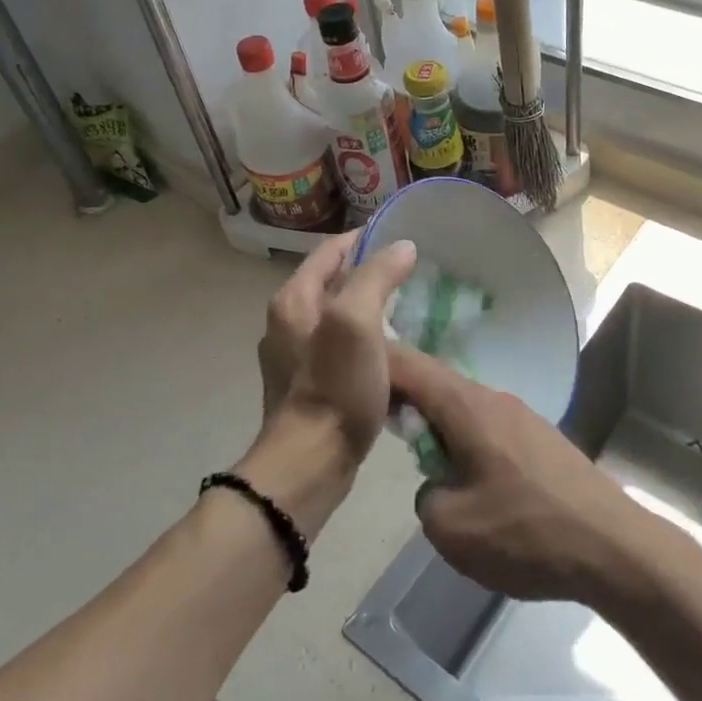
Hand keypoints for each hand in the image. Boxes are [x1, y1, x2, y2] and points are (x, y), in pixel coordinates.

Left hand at [254, 232, 416, 452]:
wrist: (310, 464)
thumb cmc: (334, 388)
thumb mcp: (356, 322)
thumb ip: (376, 277)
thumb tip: (402, 247)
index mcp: (294, 299)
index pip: (331, 250)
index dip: (365, 238)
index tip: (403, 236)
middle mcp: (288, 321)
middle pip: (333, 282)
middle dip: (370, 273)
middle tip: (413, 274)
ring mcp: (295, 356)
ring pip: (338, 316)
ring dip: (369, 308)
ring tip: (409, 309)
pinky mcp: (308, 385)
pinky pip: (340, 348)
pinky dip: (365, 341)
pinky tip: (392, 353)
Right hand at [389, 346, 649, 604]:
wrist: (615, 548)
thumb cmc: (526, 533)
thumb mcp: (451, 529)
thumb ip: (426, 496)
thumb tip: (438, 485)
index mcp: (467, 406)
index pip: (408, 365)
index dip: (373, 363)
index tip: (344, 372)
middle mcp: (494, 399)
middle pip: (435, 384)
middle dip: (402, 398)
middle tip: (375, 423)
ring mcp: (523, 417)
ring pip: (463, 408)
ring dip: (436, 425)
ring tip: (423, 460)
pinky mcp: (541, 440)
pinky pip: (488, 428)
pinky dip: (464, 440)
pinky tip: (468, 478)